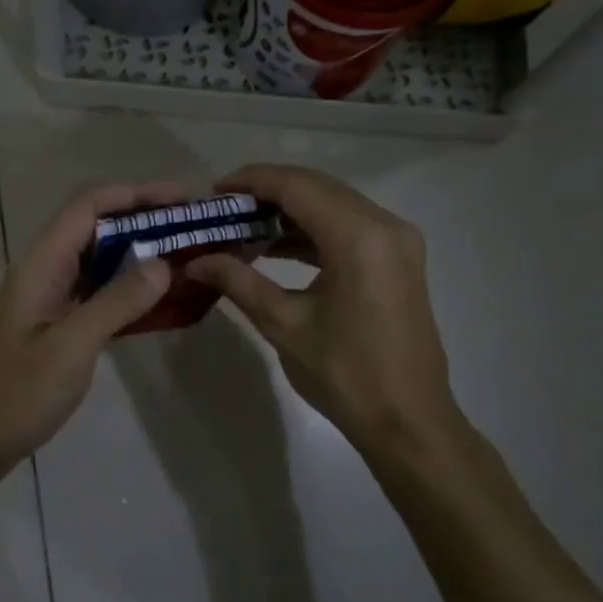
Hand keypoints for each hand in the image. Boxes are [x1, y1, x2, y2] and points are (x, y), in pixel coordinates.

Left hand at [0, 181, 182, 490]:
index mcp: (41, 264)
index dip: (137, 193)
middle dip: (144, 219)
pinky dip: (128, 287)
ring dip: (139, 252)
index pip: (90, 205)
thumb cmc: (16, 395)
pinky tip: (159, 299)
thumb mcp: (71, 347)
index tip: (185, 200)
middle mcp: (44, 270)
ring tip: (186, 258)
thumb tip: (162, 263)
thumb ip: (116, 302)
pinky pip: (96, 290)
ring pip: (98, 258)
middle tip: (194, 230)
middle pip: (96, 225)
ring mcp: (48, 297)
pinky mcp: (55, 323)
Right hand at [185, 164, 458, 457]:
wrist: (407, 420)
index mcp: (359, 236)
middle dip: (268, 193)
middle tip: (224, 210)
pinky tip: (277, 247)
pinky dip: (313, 232)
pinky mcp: (399, 260)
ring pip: (334, 206)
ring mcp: (398, 241)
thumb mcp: (284, 324)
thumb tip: (195, 261)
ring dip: (289, 212)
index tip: (214, 191)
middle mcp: (385, 226)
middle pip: (318, 189)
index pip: (297, 187)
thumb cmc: (344, 373)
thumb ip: (238, 282)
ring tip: (243, 229)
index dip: (252, 182)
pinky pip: (349, 228)